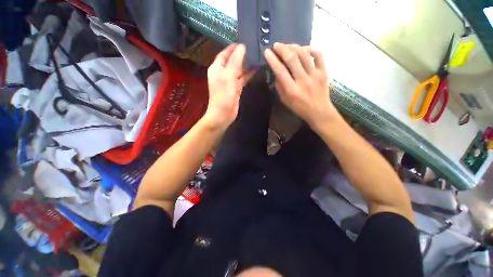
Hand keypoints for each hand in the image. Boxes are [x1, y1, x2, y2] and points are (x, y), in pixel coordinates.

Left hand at [204, 44, 254, 129]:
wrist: (223, 114)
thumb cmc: (223, 95)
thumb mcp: (228, 76)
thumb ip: (235, 61)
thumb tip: (242, 47)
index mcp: (217, 68)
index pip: (224, 54)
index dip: (233, 47)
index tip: (244, 41)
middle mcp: (223, 73)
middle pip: (232, 61)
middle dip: (241, 55)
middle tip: (253, 48)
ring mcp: (230, 81)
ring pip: (238, 70)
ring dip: (246, 65)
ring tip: (257, 56)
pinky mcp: (236, 89)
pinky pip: (242, 79)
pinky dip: (248, 75)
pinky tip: (256, 69)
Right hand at [264, 43, 339, 129]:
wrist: (319, 112)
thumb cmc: (300, 108)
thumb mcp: (285, 101)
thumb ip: (280, 87)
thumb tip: (276, 73)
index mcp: (292, 90)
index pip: (280, 71)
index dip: (273, 60)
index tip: (267, 52)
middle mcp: (303, 80)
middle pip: (292, 59)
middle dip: (282, 49)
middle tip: (276, 45)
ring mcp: (315, 75)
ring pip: (304, 54)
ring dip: (294, 47)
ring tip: (288, 46)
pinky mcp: (324, 72)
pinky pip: (319, 55)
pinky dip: (311, 49)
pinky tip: (305, 49)